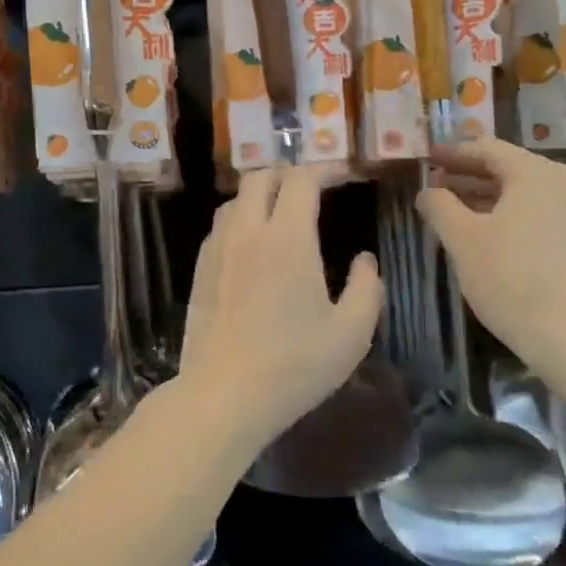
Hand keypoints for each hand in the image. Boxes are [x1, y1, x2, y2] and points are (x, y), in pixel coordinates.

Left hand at [178, 165, 382, 448]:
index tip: (344, 175)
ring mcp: (217, 250)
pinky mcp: (199, 271)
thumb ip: (367, 287)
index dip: (326, 169)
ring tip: (282, 213)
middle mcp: (247, 232)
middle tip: (313, 189)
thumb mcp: (352, 333)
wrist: (224, 396)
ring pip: (235, 200)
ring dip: (261, 195)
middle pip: (261, 177)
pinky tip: (252, 245)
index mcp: (288, 238)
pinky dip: (240, 219)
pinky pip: (220, 227)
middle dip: (290, 173)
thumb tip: (364, 259)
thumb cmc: (295, 365)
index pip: (302, 179)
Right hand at [416, 139, 565, 366]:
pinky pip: (542, 214)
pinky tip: (490, 234)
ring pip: (526, 194)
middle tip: (436, 184)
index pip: (488, 149)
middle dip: (469, 176)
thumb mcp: (462, 239)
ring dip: (489, 197)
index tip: (427, 158)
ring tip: (456, 210)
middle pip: (509, 169)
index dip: (453, 153)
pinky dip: (513, 215)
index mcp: (537, 173)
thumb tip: (427, 190)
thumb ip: (439, 206)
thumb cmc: (509, 278)